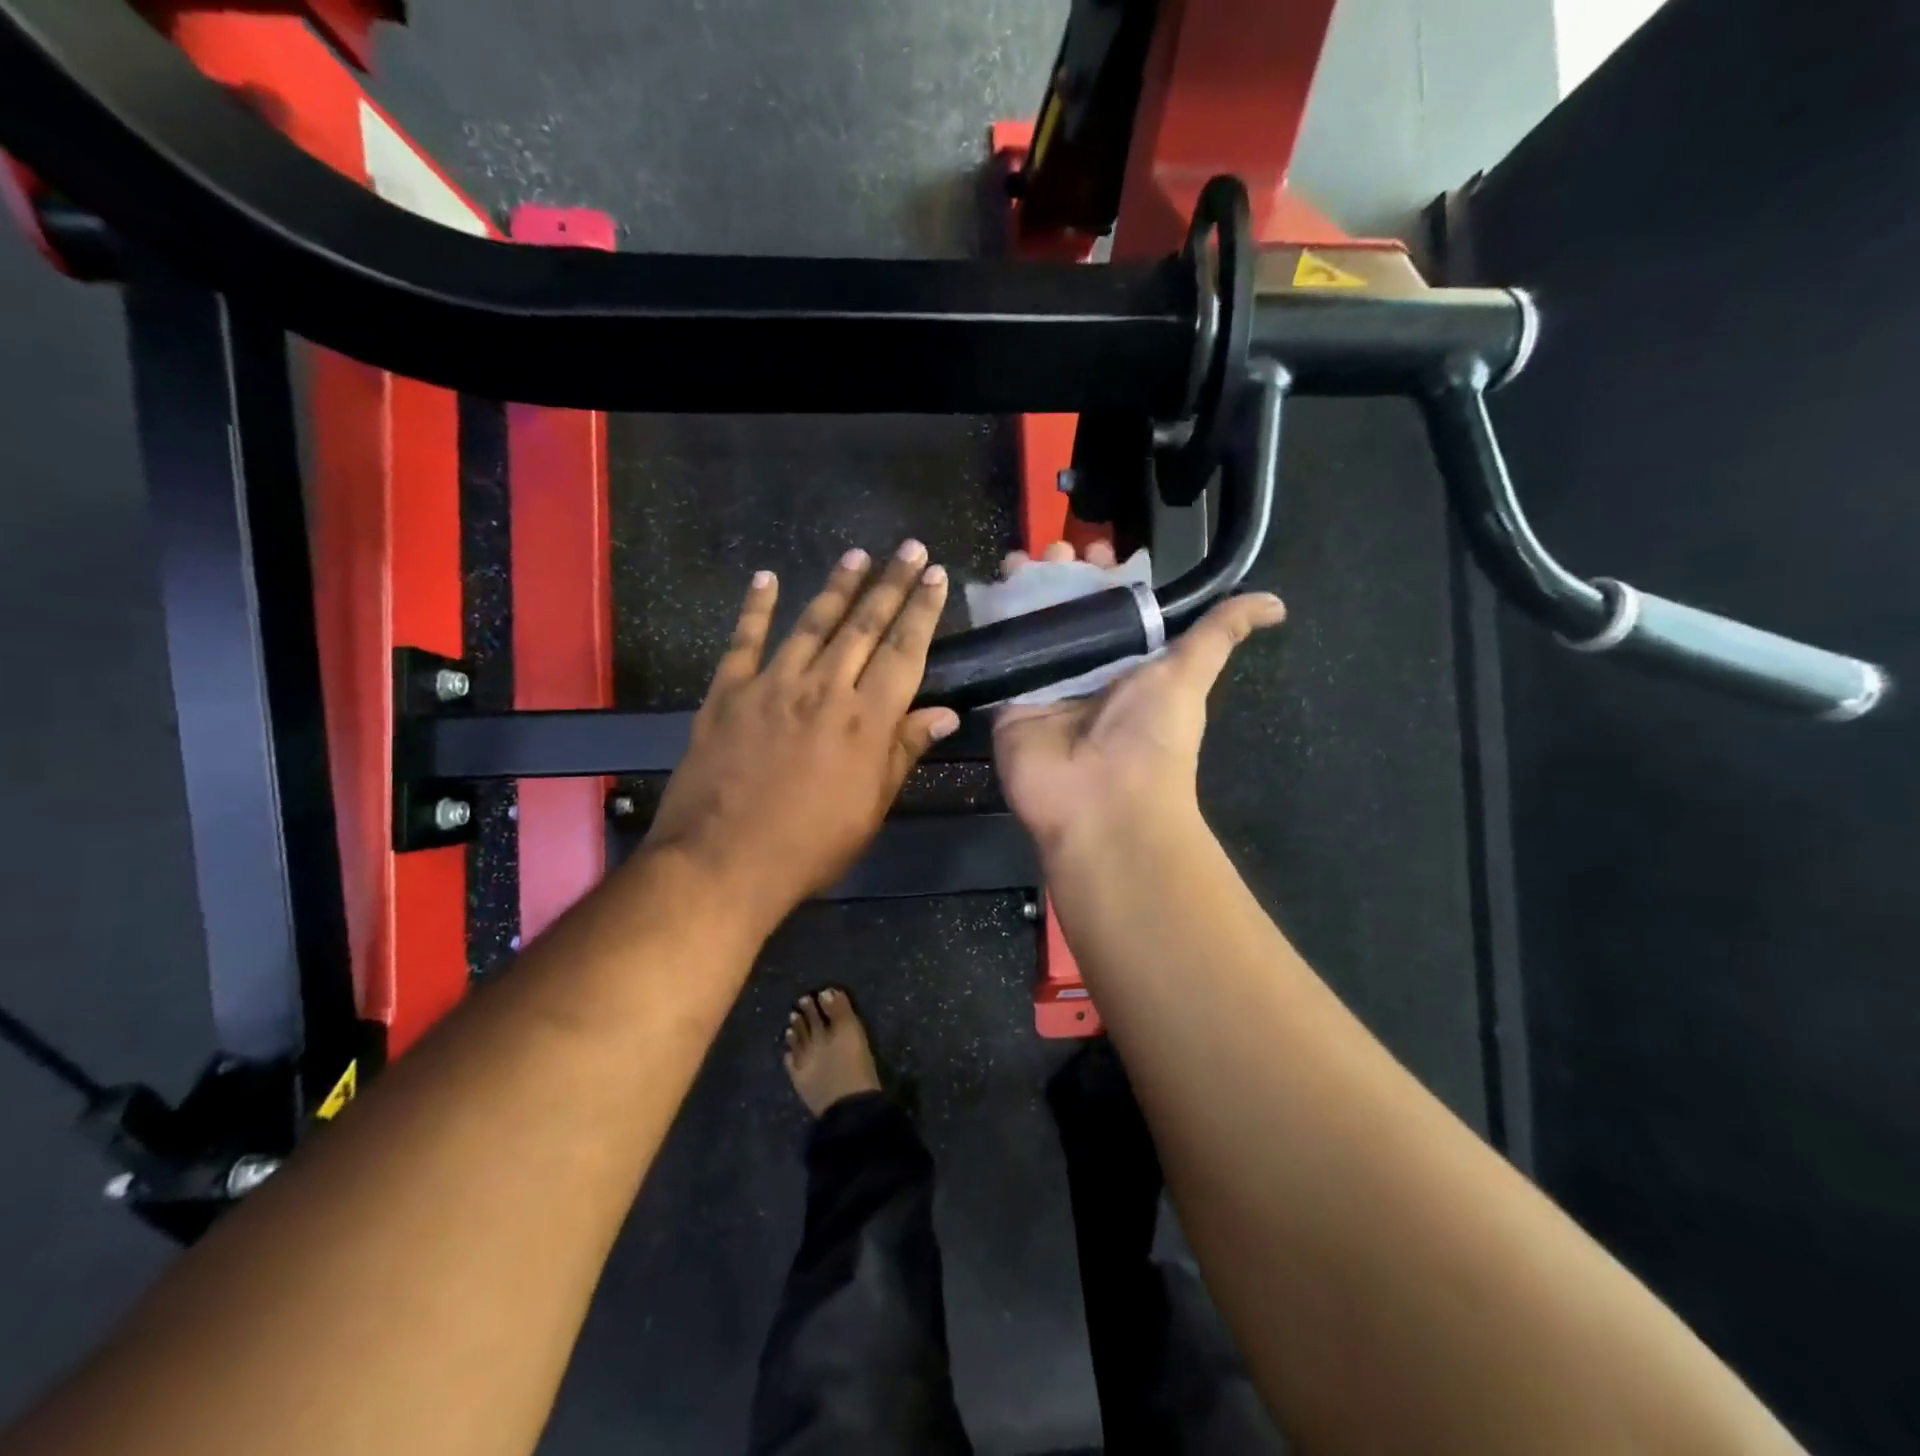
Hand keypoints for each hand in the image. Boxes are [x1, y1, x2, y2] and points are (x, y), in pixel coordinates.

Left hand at [645, 541, 959, 931]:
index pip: (904, 652)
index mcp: (865, 720)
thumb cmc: (809, 846)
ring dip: (837, 586)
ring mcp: (771, 685)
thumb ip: (903, 752)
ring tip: (857, 555)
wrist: (721, 863)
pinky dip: (755, 608)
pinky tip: (766, 579)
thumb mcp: (870, 808)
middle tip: (908, 548)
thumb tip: (944, 714)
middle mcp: (823, 689)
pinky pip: (743, 641)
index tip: (935, 577)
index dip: (922, 611)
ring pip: (812, 623)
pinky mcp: (728, 693)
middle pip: (864, 626)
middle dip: (891, 584)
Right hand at [993, 541, 1284, 856]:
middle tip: (1051, 549)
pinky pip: (998, 657)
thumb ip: (1219, 634)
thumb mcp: (1189, 675)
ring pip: (1029, 627)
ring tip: (1016, 560)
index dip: (1102, 574)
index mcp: (1126, 663)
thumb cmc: (1150, 736)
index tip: (1093, 547)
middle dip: (1058, 575)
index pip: (1110, 606)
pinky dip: (992, 625)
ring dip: (1022, 591)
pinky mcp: (1007, 702)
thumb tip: (1277, 603)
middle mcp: (1084, 670)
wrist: (1102, 802)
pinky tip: (988, 590)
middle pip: (1066, 610)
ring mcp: (1042, 686)